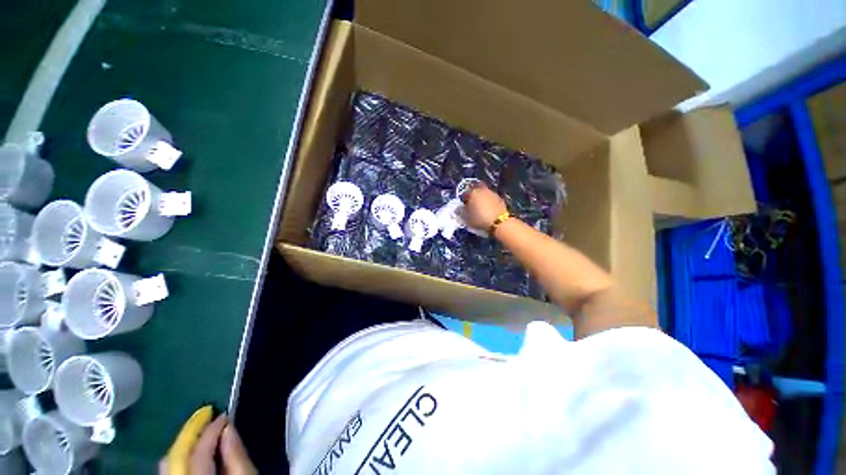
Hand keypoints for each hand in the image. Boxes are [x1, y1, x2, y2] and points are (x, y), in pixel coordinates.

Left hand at [160, 407, 255, 474]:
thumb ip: (236, 455)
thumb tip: (228, 426)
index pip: (198, 450)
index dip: (211, 429)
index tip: (225, 414)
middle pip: (176, 454)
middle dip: (192, 433)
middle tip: (210, 417)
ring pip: (169, 461)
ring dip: (186, 444)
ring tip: (203, 432)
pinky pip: (171, 468)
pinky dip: (182, 456)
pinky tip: (195, 451)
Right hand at [461, 183, 506, 229]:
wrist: (499, 222)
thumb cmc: (479, 219)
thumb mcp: (466, 218)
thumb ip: (460, 212)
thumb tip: (459, 208)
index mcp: (473, 192)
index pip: (465, 194)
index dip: (463, 201)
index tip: (464, 208)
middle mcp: (482, 190)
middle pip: (475, 192)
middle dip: (473, 198)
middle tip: (472, 207)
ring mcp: (492, 193)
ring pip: (484, 195)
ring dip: (481, 200)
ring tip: (481, 209)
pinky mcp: (500, 198)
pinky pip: (491, 199)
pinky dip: (488, 203)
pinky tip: (488, 211)